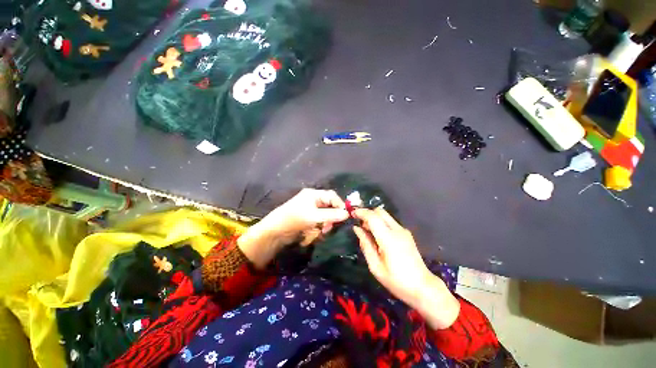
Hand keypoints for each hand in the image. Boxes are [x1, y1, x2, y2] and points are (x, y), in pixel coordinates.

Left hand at [238, 189, 348, 267]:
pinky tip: (317, 232)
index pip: (332, 196)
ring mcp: (310, 209)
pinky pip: (320, 221)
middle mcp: (313, 200)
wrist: (275, 231)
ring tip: (323, 231)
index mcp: (313, 194)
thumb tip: (347, 214)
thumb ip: (331, 215)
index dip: (339, 205)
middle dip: (332, 217)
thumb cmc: (294, 219)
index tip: (345, 216)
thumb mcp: (314, 216)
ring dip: (326, 223)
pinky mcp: (308, 219)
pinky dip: (320, 227)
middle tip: (330, 227)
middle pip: (329, 206)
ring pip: (325, 215)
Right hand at [353, 208, 459, 328]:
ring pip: (385, 215)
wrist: (423, 287)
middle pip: (380, 211)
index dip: (361, 213)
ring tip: (367, 231)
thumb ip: (365, 244)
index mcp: (388, 239)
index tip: (352, 214)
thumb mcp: (375, 266)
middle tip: (359, 224)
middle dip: (367, 213)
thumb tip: (356, 229)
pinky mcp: (406, 233)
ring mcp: (403, 231)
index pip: (373, 217)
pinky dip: (381, 223)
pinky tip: (378, 236)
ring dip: (374, 218)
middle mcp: (397, 230)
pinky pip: (390, 222)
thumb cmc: (396, 281)